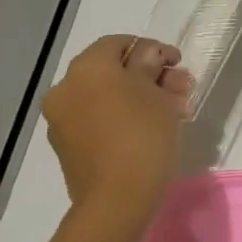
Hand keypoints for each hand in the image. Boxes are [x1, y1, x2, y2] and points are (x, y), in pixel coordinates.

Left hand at [43, 35, 192, 219]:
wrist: (117, 198)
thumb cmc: (143, 136)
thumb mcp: (158, 94)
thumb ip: (151, 66)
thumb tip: (147, 55)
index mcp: (87, 68)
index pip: (119, 43)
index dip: (151, 49)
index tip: (177, 65)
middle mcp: (66, 88)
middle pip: (111, 70)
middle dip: (147, 76)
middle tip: (179, 90)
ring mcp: (62, 119)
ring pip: (105, 96)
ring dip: (137, 97)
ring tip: (170, 112)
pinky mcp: (67, 146)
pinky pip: (97, 119)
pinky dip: (121, 117)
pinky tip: (148, 129)